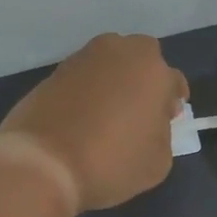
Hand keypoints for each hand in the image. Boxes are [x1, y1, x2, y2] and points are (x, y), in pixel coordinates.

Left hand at [0, 33, 188, 211]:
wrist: (43, 163)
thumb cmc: (111, 162)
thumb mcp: (158, 161)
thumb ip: (163, 133)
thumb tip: (151, 123)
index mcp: (153, 71)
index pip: (173, 81)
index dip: (172, 103)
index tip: (167, 120)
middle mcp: (119, 52)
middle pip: (141, 57)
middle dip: (144, 77)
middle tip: (139, 108)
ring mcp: (83, 58)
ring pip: (109, 62)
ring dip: (114, 80)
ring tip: (108, 112)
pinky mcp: (54, 72)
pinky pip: (82, 76)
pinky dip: (87, 89)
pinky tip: (82, 116)